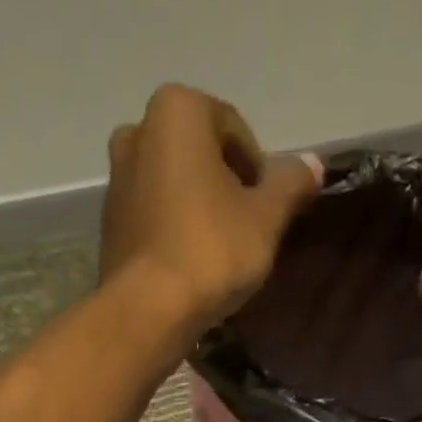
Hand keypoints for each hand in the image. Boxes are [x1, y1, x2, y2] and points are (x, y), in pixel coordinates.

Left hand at [99, 84, 320, 335]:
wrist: (149, 311)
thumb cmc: (211, 251)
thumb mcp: (266, 218)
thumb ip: (290, 184)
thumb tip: (313, 164)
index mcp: (177, 110)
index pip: (235, 132)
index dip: (258, 174)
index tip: (266, 213)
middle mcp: (138, 131)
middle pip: (200, 157)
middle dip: (225, 188)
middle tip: (245, 232)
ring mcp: (117, 179)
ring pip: (174, 187)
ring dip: (198, 211)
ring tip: (218, 254)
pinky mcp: (109, 225)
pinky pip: (154, 218)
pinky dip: (174, 233)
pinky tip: (190, 267)